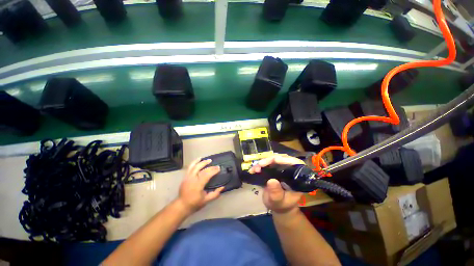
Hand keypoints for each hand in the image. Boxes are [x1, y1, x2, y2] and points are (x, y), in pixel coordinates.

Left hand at [178, 157, 223, 213]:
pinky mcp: (185, 176)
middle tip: (216, 165)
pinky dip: (195, 162)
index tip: (219, 168)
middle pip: (202, 169)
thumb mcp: (206, 200)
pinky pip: (190, 167)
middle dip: (210, 167)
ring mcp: (187, 177)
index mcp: (197, 185)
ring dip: (202, 162)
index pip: (206, 175)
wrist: (182, 205)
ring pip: (195, 166)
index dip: (213, 171)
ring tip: (208, 160)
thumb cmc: (195, 203)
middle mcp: (192, 179)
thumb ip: (215, 194)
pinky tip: (199, 159)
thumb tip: (223, 187)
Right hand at [249, 154, 304, 213]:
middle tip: (260, 164)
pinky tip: (253, 169)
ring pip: (273, 160)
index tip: (275, 160)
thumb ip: (276, 193)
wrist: (277, 206)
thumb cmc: (281, 205)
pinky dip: (259, 165)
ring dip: (263, 162)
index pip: (296, 164)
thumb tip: (271, 180)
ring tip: (255, 168)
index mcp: (296, 178)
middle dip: (270, 160)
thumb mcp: (278, 201)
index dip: (287, 160)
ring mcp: (281, 169)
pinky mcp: (273, 169)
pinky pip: (267, 164)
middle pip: (282, 159)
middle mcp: (289, 171)